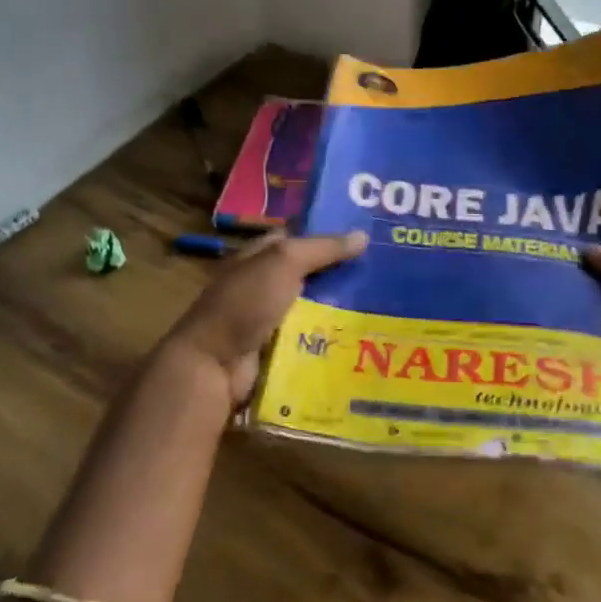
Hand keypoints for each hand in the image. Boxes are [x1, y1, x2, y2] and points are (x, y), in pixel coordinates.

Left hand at [164, 231, 367, 408]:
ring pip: (316, 310)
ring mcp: (271, 320)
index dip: (330, 236)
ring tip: (386, 309)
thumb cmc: (245, 304)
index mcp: (260, 256)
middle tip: (387, 277)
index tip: (369, 239)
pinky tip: (363, 339)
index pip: (300, 238)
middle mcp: (265, 285)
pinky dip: (332, 340)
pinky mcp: (279, 351)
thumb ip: (322, 248)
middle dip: (344, 276)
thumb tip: (363, 235)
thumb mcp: (283, 263)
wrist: (213, 366)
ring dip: (343, 312)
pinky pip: (312, 341)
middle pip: (312, 276)